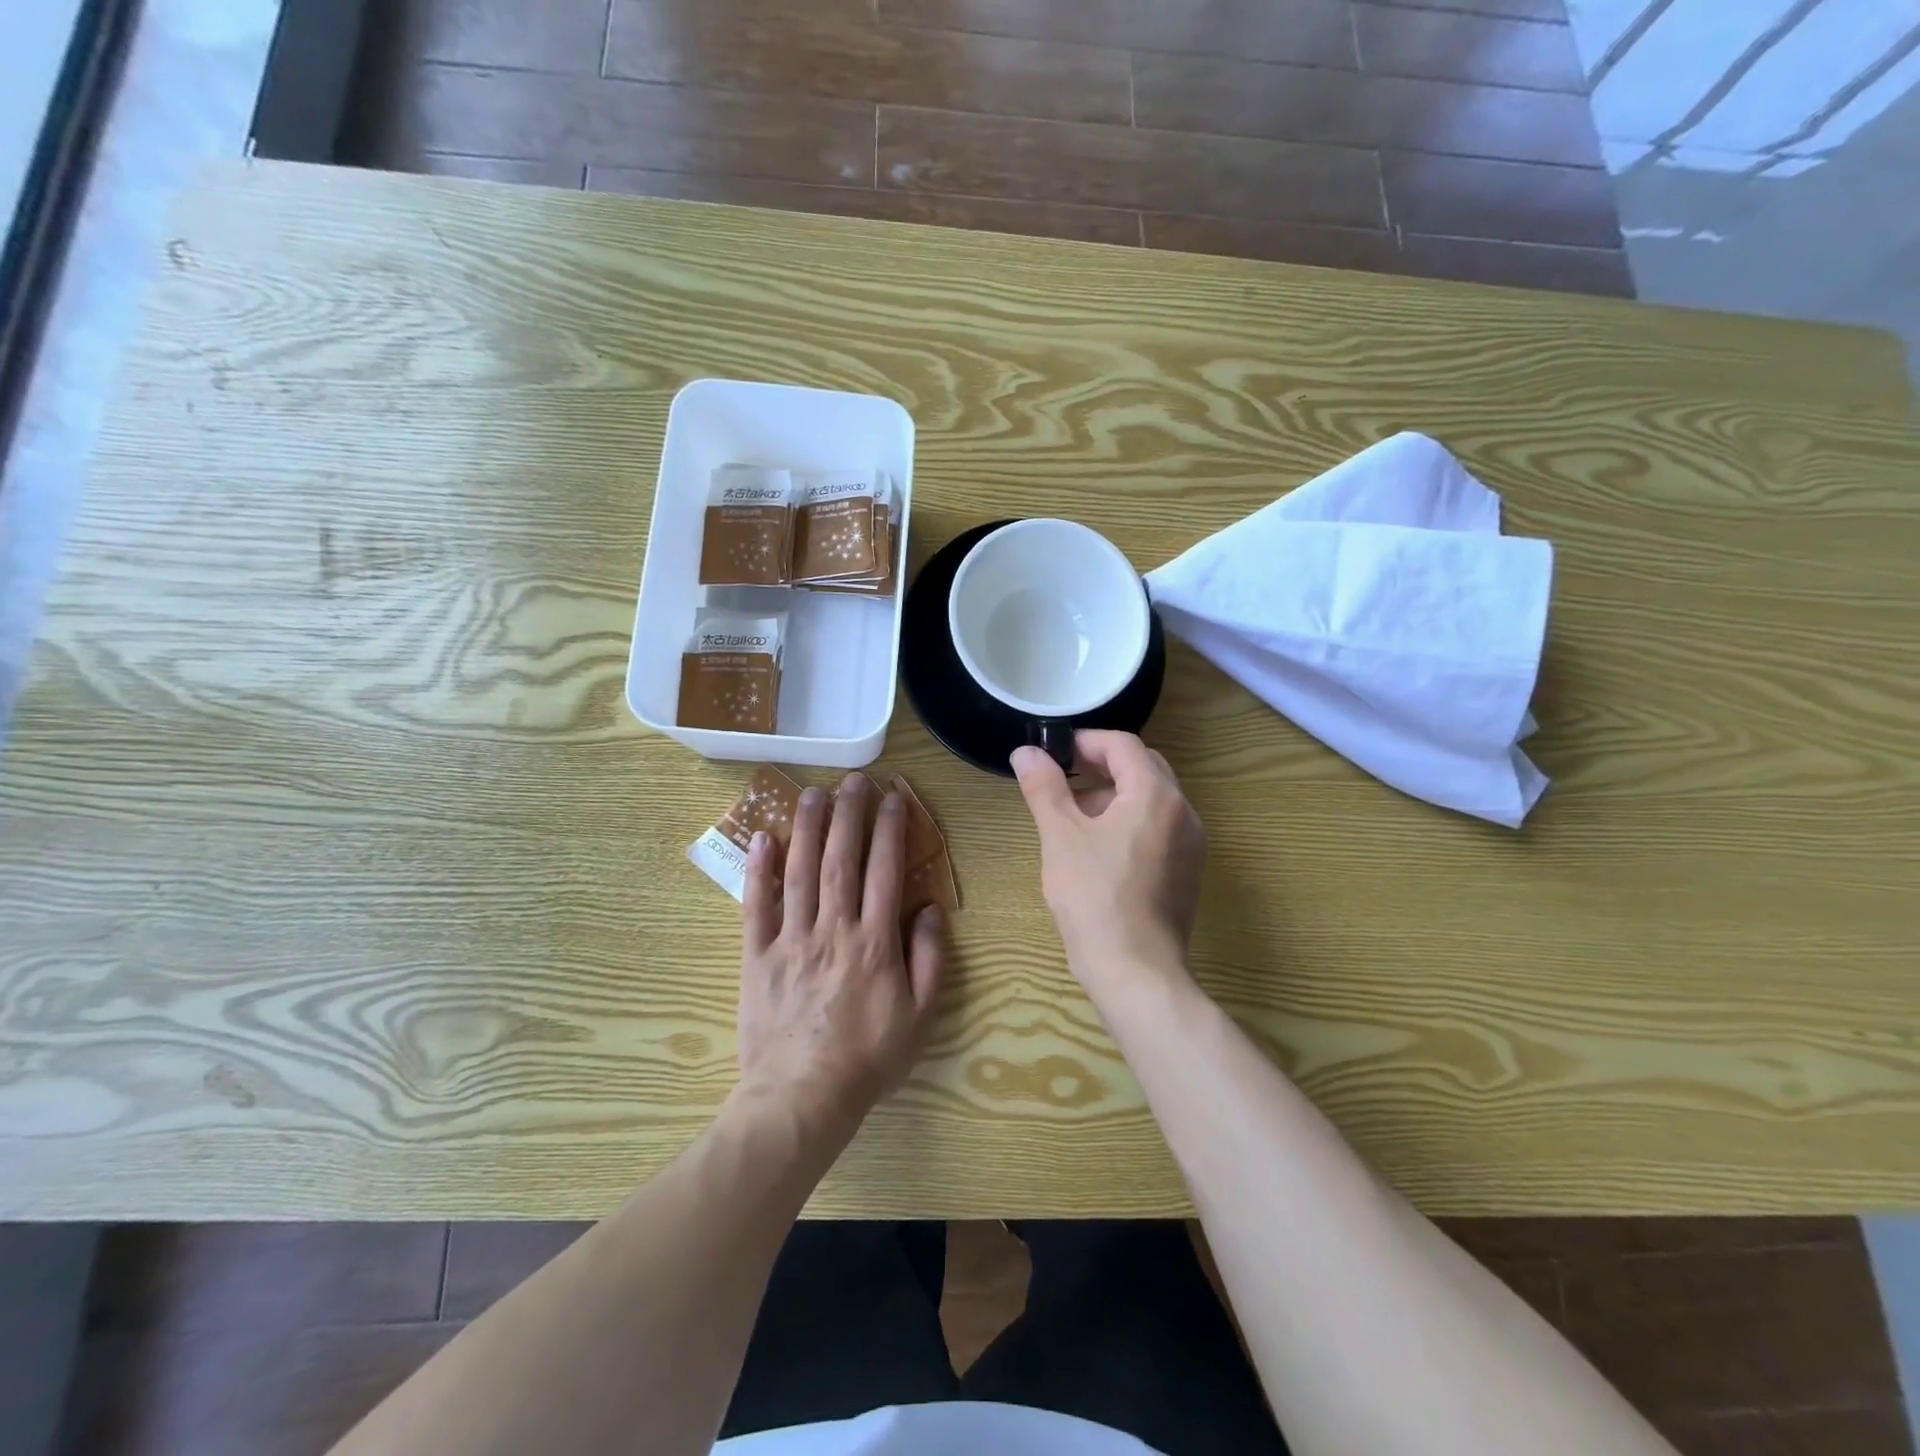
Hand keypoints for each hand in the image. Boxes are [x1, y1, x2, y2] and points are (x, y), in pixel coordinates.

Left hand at [735, 773, 946, 1134]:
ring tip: (811, 793)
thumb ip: (929, 957)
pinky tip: (762, 839)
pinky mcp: (757, 956)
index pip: (885, 870)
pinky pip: (756, 906)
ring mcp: (791, 939)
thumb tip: (929, 907)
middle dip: (848, 815)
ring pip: (799, 872)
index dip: (890, 829)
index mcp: (875, 941)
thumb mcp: (920, 1015)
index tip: (894, 797)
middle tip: (852, 780)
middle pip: (841, 859)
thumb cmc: (869, 1058)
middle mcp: (833, 928)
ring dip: (806, 828)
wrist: (803, 1098)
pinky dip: (758, 871)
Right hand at [1012, 731, 1205, 990]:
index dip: (1086, 741)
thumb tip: (1025, 751)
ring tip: (1074, 815)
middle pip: (1143, 768)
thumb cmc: (1094, 897)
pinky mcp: (1187, 872)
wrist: (1136, 970)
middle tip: (1063, 776)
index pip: (1124, 745)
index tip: (1054, 752)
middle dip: (1102, 765)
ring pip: (1152, 799)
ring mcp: (1191, 844)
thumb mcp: (1060, 836)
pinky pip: (1159, 828)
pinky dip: (1130, 821)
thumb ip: (1044, 787)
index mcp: (1156, 795)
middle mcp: (1183, 812)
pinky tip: (1099, 848)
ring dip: (1114, 794)